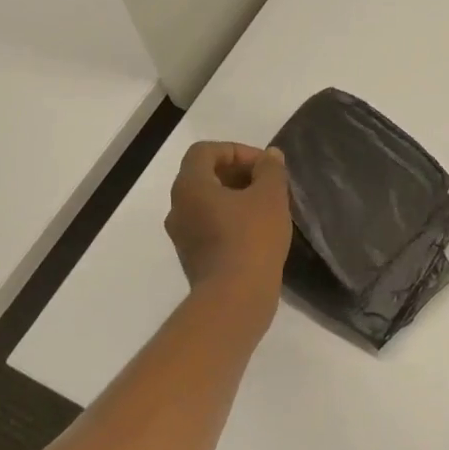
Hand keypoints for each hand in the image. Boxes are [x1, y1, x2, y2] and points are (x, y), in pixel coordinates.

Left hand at [164, 142, 291, 324]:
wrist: (235, 299)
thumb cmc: (252, 239)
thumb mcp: (271, 197)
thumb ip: (271, 170)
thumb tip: (270, 156)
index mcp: (190, 186)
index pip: (205, 151)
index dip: (236, 150)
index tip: (264, 165)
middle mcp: (177, 207)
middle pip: (204, 176)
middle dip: (238, 174)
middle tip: (268, 185)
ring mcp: (182, 236)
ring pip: (207, 203)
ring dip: (235, 198)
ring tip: (267, 208)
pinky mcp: (192, 258)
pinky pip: (209, 227)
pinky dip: (230, 221)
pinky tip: (257, 233)